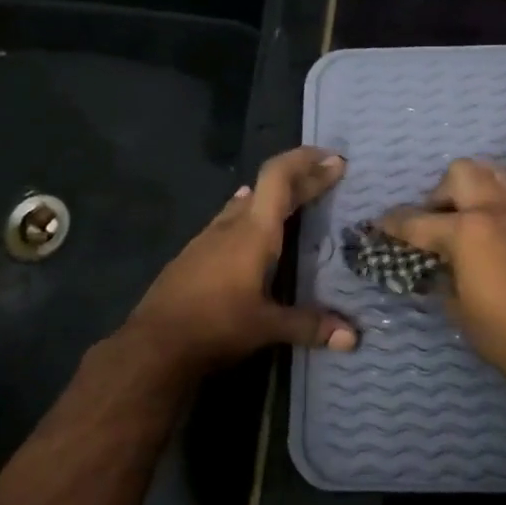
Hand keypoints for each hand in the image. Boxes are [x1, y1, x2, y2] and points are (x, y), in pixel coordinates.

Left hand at [124, 147, 357, 377]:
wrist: (152, 344)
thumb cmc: (215, 326)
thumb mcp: (267, 327)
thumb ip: (310, 326)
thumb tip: (353, 338)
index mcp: (253, 233)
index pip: (279, 178)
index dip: (306, 163)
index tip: (334, 160)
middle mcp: (230, 226)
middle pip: (267, 187)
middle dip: (301, 178)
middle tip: (329, 174)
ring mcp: (207, 239)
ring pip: (245, 203)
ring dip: (273, 196)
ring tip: (297, 198)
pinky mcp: (194, 255)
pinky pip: (229, 221)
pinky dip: (250, 214)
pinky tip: (251, 228)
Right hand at [382, 159, 505, 395]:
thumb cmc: (504, 335)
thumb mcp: (457, 307)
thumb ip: (442, 274)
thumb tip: (436, 264)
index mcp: (468, 231)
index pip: (418, 220)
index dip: (393, 224)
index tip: (380, 226)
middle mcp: (498, 210)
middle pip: (461, 173)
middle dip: (440, 193)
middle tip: (435, 224)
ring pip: (494, 177)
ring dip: (472, 193)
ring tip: (464, 226)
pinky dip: (496, 211)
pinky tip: (492, 244)